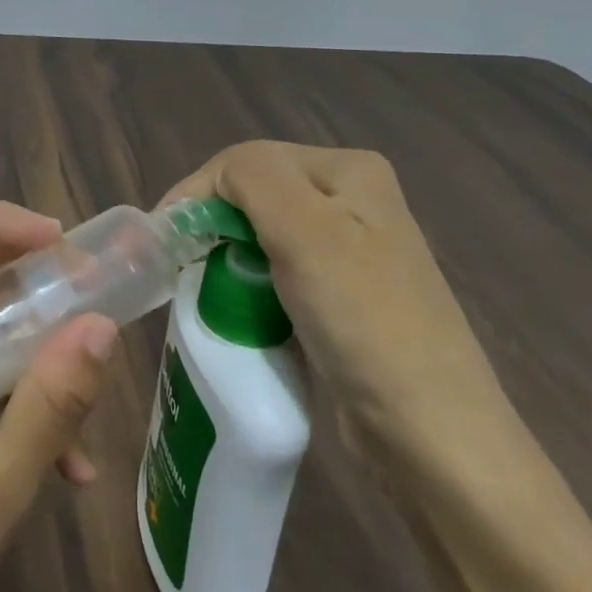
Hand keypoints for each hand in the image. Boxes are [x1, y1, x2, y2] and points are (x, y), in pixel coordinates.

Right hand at [161, 141, 506, 449]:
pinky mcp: (339, 296)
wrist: (428, 430)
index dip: (198, 192)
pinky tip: (237, 304)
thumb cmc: (363, 319)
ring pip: (260, 234)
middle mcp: (352, 200)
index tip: (163, 240)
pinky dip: (246, 282)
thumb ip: (252, 177)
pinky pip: (275, 271)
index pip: (247, 161)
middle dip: (211, 223)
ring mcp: (348, 250)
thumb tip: (208, 182)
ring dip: (225, 255)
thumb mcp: (305, 229)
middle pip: (253, 195)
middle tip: (179, 264)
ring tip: (201, 286)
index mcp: (348, 170)